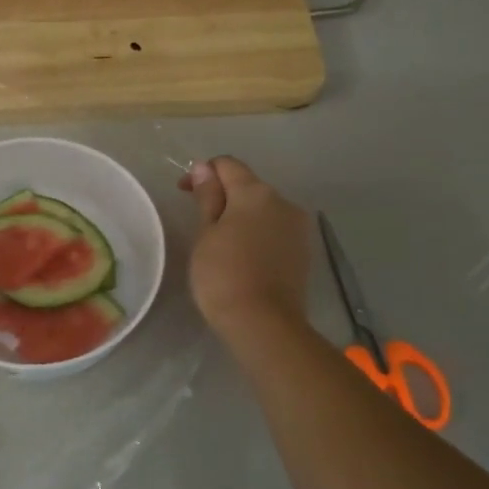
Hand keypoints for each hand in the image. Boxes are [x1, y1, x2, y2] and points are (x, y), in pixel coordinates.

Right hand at [178, 157, 311, 340]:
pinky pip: (275, 231)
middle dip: (224, 195)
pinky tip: (243, 256)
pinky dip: (257, 234)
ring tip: (221, 242)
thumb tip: (205, 168)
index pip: (228, 165)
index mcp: (256, 192)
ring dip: (242, 216)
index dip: (203, 173)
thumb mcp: (206, 234)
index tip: (184, 192)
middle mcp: (283, 202)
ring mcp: (298, 227)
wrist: (264, 323)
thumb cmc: (223, 275)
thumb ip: (208, 198)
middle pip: (248, 186)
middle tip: (200, 221)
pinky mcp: (304, 251)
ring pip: (264, 209)